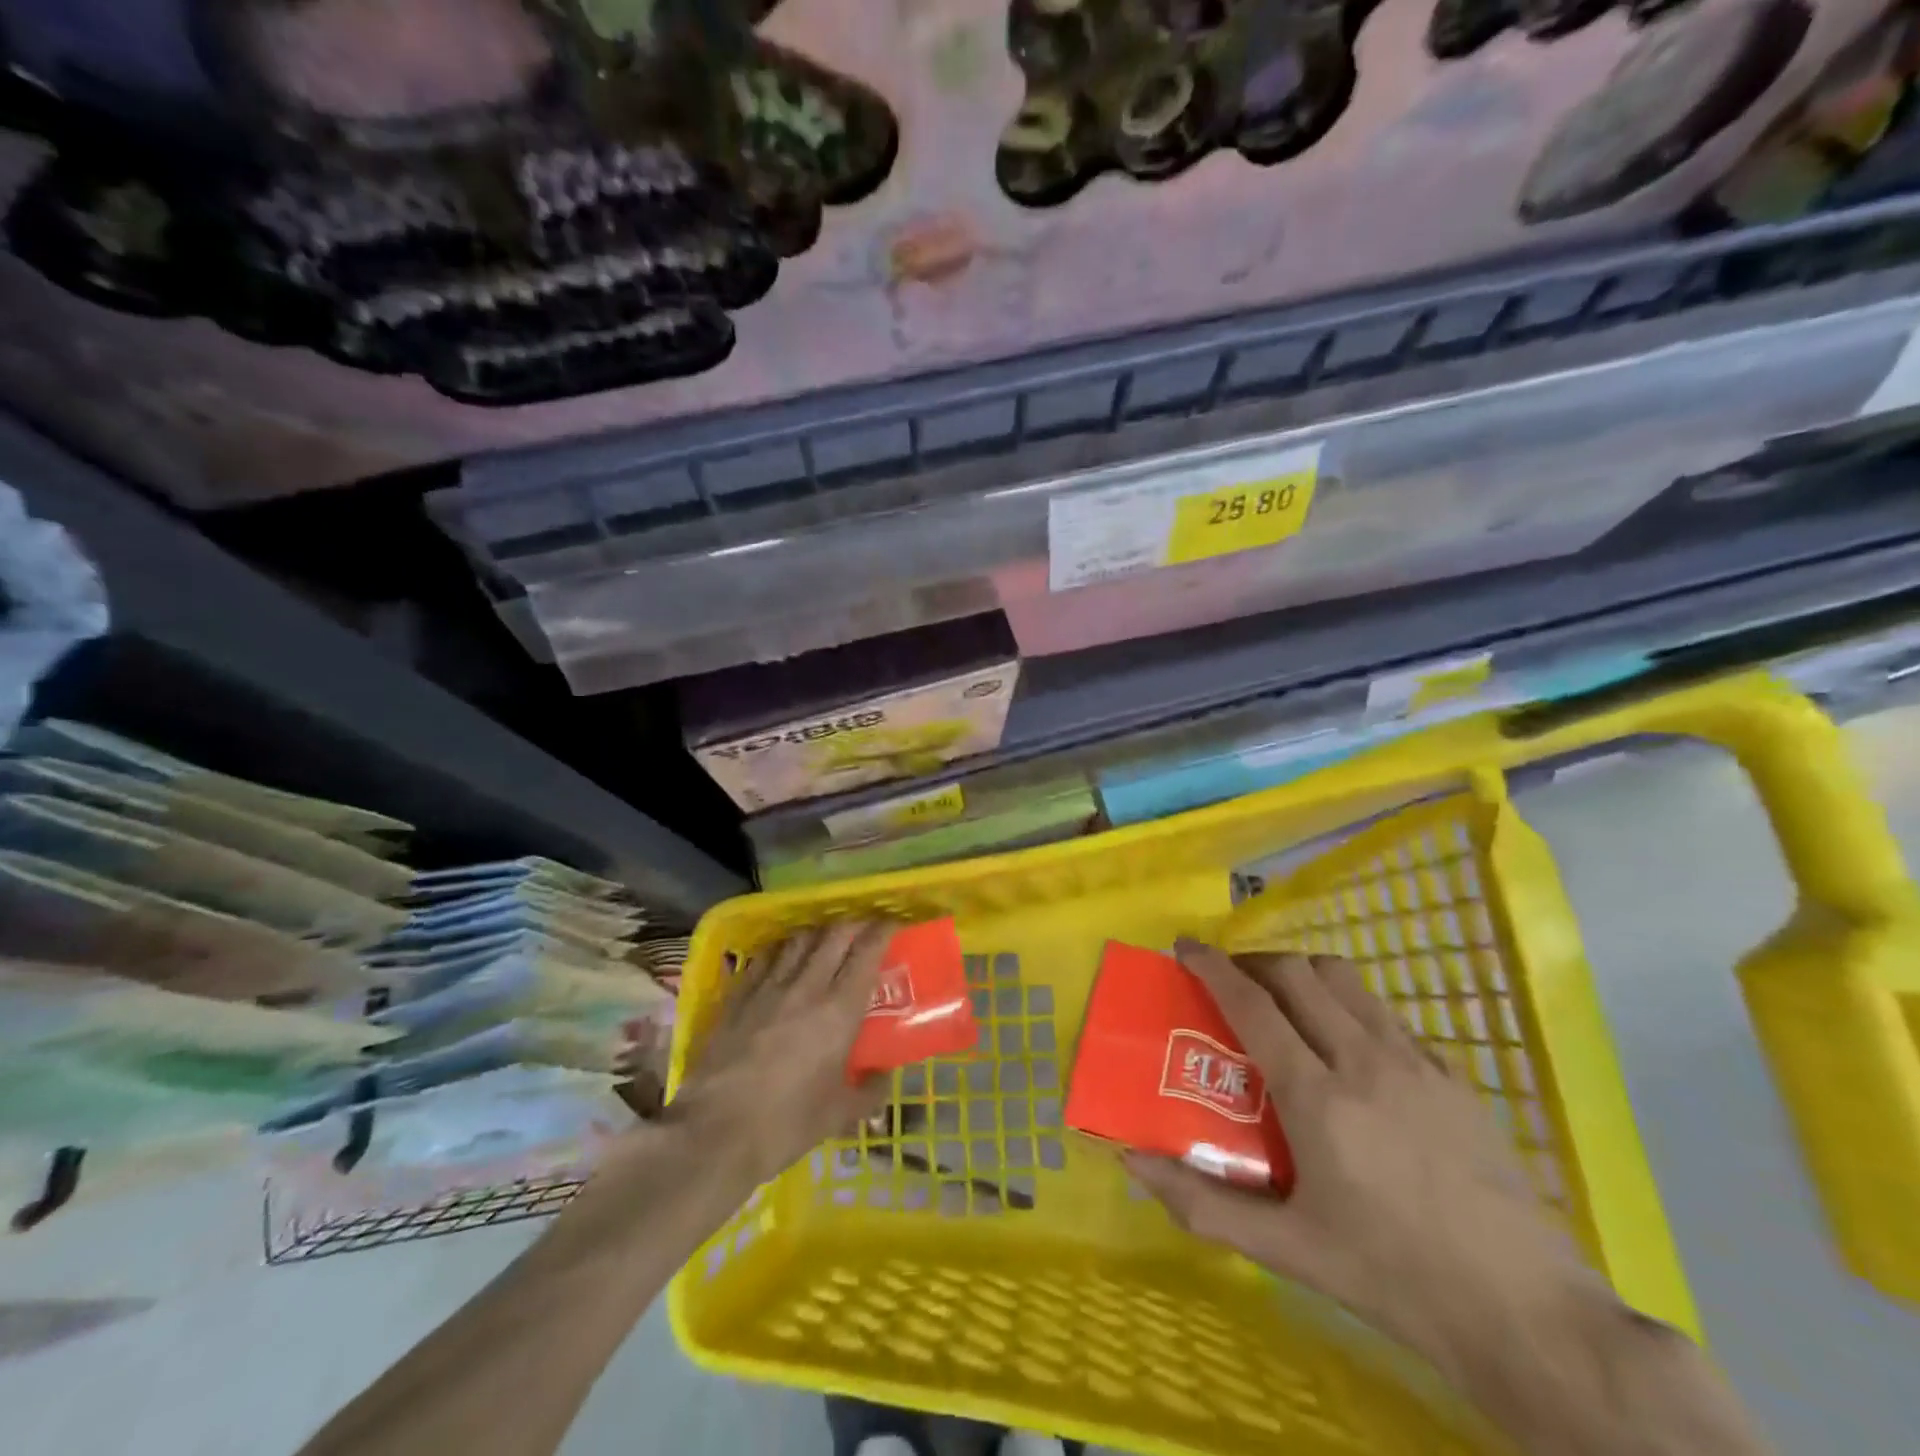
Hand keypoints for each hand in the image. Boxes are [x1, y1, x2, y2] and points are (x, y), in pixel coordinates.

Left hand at [665, 921, 895, 1184]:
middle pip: (834, 935)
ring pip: (798, 939)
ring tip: (826, 936)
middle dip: (854, 923)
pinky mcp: (738, 996)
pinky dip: (781, 948)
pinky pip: (765, 957)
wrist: (714, 1133)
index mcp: (839, 1011)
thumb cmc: (786, 1125)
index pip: (866, 953)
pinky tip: (783, 954)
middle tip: (865, 926)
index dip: (882, 931)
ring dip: (818, 931)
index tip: (893, 923)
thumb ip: (870, 1090)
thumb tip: (884, 1074)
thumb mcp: (840, 1114)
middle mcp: (807, 987)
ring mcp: (768, 987)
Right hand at [1126, 940, 1611, 1389]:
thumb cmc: (1393, 1278)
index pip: (1253, 1004)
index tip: (1184, 946)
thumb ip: (1202, 1203)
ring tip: (1283, 1000)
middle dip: (1253, 962)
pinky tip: (1346, 1047)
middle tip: (1229, 982)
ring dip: (1301, 972)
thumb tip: (1131, 1162)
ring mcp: (1415, 1062)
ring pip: (1344, 977)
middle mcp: (1364, 1061)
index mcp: (1318, 1098)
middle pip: (1297, 972)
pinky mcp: (1453, 1075)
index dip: (1212, 965)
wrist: (1526, 1313)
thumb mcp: (1288, 1250)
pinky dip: (1348, 1005)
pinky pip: (1385, 1012)